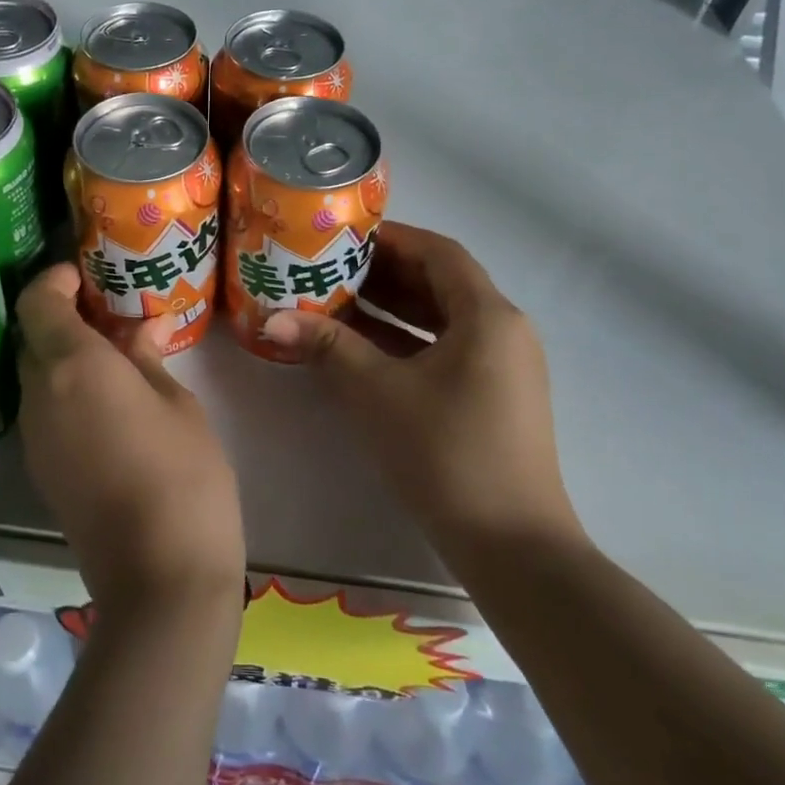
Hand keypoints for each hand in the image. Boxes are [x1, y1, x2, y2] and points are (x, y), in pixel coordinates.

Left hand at [15, 263, 245, 620]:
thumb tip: (142, 330)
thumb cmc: (183, 475)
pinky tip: (107, 401)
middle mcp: (40, 395)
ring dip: (63, 356)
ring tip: (114, 357)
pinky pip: (43, 410)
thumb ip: (149, 359)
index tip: (85, 275)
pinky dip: (64, 390)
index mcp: (73, 367)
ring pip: (36, 375)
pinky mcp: (41, 469)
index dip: (55, 280)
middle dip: (62, 318)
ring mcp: (35, 437)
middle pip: (33, 338)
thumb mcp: (177, 404)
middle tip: (108, 315)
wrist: (159, 578)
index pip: (38, 302)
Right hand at [261, 221, 580, 550]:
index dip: (391, 238)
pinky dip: (408, 340)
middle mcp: (504, 330)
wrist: (513, 548)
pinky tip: (364, 345)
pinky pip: (448, 348)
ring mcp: (503, 366)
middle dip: (385, 273)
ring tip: (338, 299)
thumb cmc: (445, 454)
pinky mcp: (495, 396)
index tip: (344, 236)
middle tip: (331, 267)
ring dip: (394, 307)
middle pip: (441, 282)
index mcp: (488, 315)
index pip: (439, 252)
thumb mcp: (377, 392)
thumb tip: (271, 317)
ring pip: (443, 318)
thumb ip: (326, 345)